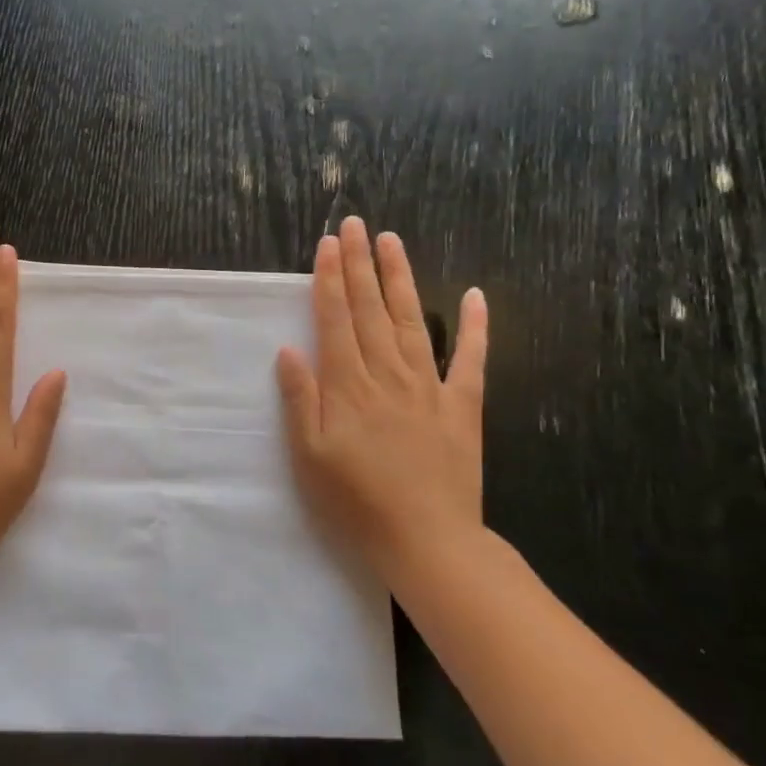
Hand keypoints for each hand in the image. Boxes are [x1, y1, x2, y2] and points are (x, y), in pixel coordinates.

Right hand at [275, 217, 487, 587]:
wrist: (427, 541)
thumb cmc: (356, 502)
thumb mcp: (309, 456)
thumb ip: (301, 400)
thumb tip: (290, 350)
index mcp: (348, 386)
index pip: (336, 319)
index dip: (330, 279)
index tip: (327, 244)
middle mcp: (388, 374)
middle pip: (370, 309)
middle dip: (360, 263)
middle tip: (355, 224)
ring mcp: (429, 387)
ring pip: (410, 321)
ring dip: (400, 278)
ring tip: (391, 241)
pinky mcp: (463, 406)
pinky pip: (471, 360)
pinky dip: (475, 326)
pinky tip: (475, 295)